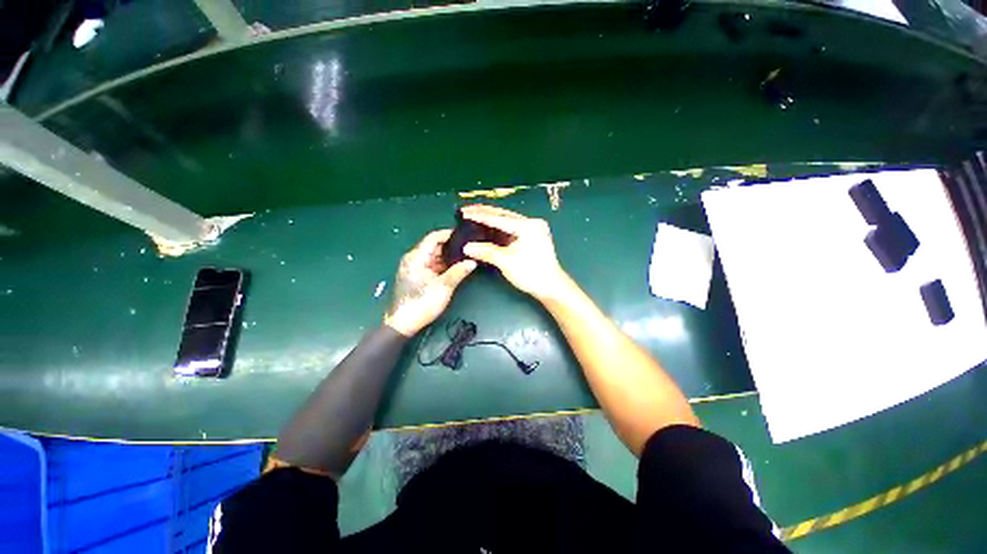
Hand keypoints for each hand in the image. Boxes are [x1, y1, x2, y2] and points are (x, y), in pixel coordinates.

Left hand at [384, 230, 476, 335]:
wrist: (403, 324)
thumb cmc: (421, 303)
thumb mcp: (444, 287)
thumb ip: (459, 272)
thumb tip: (472, 262)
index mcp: (416, 258)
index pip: (433, 237)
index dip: (449, 234)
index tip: (465, 235)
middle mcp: (414, 259)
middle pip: (434, 246)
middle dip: (452, 246)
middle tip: (469, 248)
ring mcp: (415, 268)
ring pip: (435, 256)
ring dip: (449, 257)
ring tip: (466, 256)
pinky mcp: (418, 276)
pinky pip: (433, 265)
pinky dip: (444, 265)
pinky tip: (457, 267)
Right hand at [461, 205, 567, 301]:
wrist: (550, 287)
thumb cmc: (531, 273)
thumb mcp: (506, 262)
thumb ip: (486, 251)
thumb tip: (467, 247)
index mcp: (528, 226)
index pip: (499, 218)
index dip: (480, 216)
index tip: (464, 213)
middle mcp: (531, 223)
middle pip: (503, 215)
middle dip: (484, 213)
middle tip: (466, 210)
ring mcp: (532, 230)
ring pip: (507, 221)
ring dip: (490, 219)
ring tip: (473, 215)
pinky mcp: (531, 237)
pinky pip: (510, 229)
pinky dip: (498, 228)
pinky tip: (486, 226)